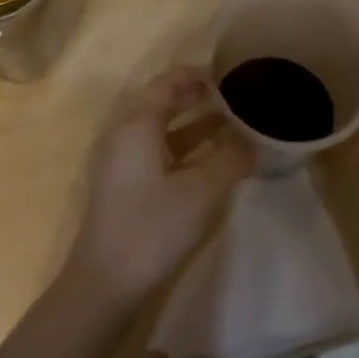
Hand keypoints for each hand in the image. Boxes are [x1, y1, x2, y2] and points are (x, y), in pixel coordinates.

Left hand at [66, 67, 253, 300]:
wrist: (105, 282)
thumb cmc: (152, 227)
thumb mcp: (200, 192)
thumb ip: (230, 159)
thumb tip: (253, 140)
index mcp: (136, 124)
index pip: (167, 82)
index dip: (197, 76)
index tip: (229, 75)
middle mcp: (123, 133)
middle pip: (161, 102)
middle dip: (196, 97)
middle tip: (233, 97)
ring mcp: (120, 161)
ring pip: (160, 129)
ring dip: (192, 123)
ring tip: (230, 124)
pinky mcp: (123, 185)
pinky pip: (156, 150)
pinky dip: (183, 147)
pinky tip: (209, 160)